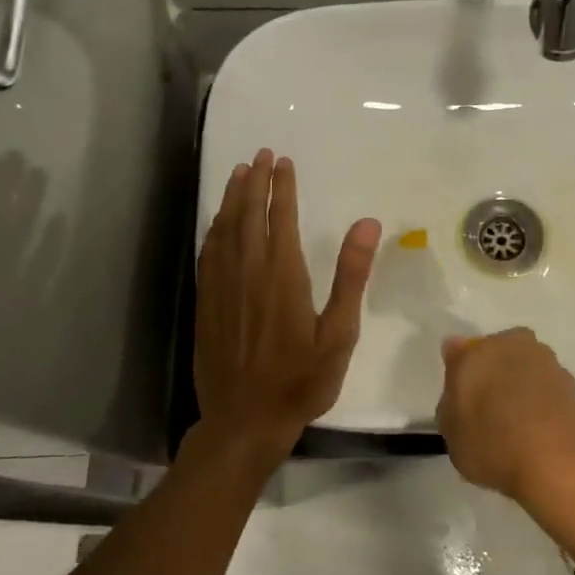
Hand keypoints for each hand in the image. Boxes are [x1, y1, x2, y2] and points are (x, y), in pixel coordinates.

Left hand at [194, 149, 380, 460]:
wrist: (245, 420)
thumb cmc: (302, 379)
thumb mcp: (339, 333)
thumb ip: (351, 276)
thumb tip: (367, 223)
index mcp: (283, 275)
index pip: (281, 217)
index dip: (282, 187)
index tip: (283, 161)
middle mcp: (248, 272)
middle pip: (249, 215)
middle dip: (255, 181)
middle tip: (260, 154)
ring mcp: (223, 286)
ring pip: (224, 229)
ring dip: (232, 198)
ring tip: (239, 173)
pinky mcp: (207, 302)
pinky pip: (209, 252)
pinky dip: (215, 228)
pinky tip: (218, 221)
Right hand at [436, 329, 574, 507]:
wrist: (559, 458)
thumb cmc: (491, 441)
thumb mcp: (451, 432)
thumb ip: (451, 402)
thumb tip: (458, 380)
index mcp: (477, 351)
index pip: (461, 354)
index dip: (460, 375)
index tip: (461, 400)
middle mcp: (513, 345)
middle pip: (499, 356)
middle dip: (495, 375)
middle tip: (489, 412)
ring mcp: (548, 363)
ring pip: (527, 372)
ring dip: (523, 390)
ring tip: (518, 429)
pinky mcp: (574, 386)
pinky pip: (548, 393)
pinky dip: (543, 407)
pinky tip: (539, 435)